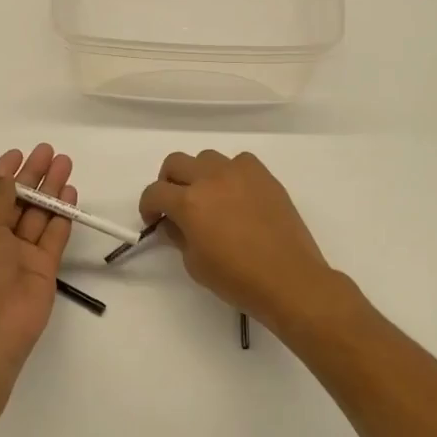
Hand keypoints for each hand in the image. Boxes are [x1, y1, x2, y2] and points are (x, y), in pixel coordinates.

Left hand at [0, 143, 76, 368]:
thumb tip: (5, 177)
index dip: (2, 174)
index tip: (19, 154)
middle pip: (16, 201)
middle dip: (32, 176)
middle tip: (50, 152)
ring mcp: (19, 255)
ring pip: (37, 215)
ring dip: (50, 190)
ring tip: (65, 164)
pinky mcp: (43, 268)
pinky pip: (53, 236)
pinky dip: (62, 216)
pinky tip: (71, 194)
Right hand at [138, 150, 336, 333]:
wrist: (288, 279)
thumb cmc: (237, 278)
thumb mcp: (194, 264)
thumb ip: (178, 235)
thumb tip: (174, 222)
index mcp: (189, 202)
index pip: (154, 192)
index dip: (147, 206)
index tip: (153, 220)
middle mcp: (210, 178)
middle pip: (175, 162)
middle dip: (168, 182)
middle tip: (174, 203)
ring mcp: (239, 173)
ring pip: (206, 157)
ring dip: (199, 174)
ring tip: (208, 196)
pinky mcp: (264, 176)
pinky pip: (239, 161)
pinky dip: (230, 172)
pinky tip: (236, 193)